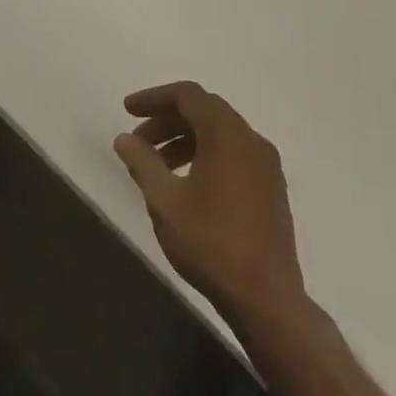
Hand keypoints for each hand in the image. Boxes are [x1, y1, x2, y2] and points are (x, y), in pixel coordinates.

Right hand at [114, 82, 305, 320]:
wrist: (267, 299)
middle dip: (167, 120)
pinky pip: (234, 154)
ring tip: (157, 166)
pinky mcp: (272, 189)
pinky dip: (206, 155)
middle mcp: (251, 140)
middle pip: (204, 111)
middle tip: (138, 141)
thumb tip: (124, 138)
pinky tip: (187, 183)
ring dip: (185, 139)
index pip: (188, 96)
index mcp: (227, 134)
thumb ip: (142, 163)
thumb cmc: (211, 243)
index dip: (154, 98)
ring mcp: (267, 165)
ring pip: (220, 134)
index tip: (127, 111)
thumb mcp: (164, 201)